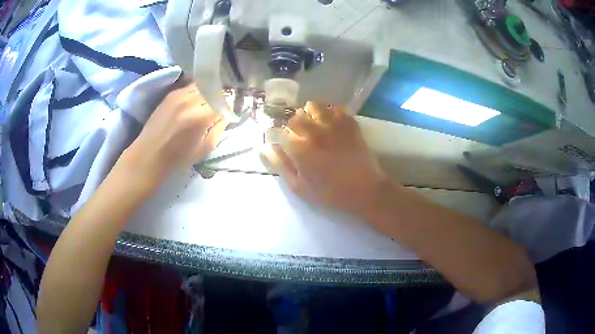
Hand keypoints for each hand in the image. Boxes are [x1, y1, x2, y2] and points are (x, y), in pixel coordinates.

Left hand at [122, 82, 228, 182]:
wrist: (150, 154)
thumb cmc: (178, 157)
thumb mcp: (206, 148)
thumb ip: (219, 128)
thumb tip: (227, 114)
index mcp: (201, 117)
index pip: (224, 101)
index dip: (229, 106)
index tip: (229, 112)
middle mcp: (191, 100)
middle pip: (214, 89)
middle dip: (221, 97)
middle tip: (220, 106)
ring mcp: (179, 94)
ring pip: (203, 85)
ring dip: (209, 91)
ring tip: (208, 102)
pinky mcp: (171, 94)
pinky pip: (190, 86)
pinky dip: (197, 91)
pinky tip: (195, 100)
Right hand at [262, 102, 386, 217]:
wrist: (364, 189)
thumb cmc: (329, 192)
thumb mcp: (299, 186)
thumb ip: (280, 165)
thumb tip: (264, 148)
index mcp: (299, 147)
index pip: (280, 131)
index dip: (281, 138)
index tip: (287, 145)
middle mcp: (314, 130)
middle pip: (295, 117)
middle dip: (294, 126)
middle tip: (301, 138)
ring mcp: (333, 124)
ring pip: (313, 106)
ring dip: (309, 114)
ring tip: (314, 126)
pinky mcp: (348, 122)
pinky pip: (334, 107)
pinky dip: (329, 112)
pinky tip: (331, 124)